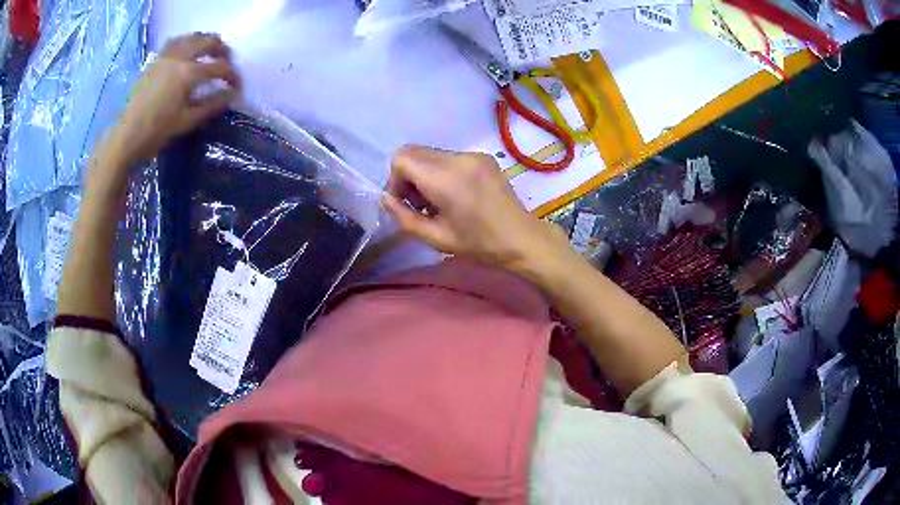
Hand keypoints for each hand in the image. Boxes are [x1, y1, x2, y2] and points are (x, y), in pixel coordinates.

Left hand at [107, 33, 241, 163]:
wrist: (126, 137)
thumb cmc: (156, 132)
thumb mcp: (186, 121)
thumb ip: (211, 105)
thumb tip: (231, 96)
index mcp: (189, 73)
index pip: (219, 67)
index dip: (232, 76)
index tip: (237, 87)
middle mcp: (179, 58)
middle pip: (208, 41)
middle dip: (222, 50)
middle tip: (227, 63)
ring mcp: (165, 57)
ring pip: (192, 37)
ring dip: (205, 41)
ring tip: (209, 53)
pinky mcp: (155, 61)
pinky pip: (175, 42)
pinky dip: (186, 42)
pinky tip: (187, 52)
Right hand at [382, 146, 570, 272]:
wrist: (521, 238)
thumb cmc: (478, 244)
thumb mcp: (435, 238)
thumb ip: (404, 217)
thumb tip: (385, 199)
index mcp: (445, 179)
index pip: (402, 158)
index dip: (395, 179)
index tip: (405, 202)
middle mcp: (458, 158)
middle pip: (413, 152)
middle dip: (407, 176)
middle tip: (420, 203)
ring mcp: (472, 154)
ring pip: (430, 153)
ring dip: (424, 173)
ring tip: (437, 201)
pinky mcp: (482, 156)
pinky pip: (448, 157)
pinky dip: (440, 171)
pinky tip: (453, 194)